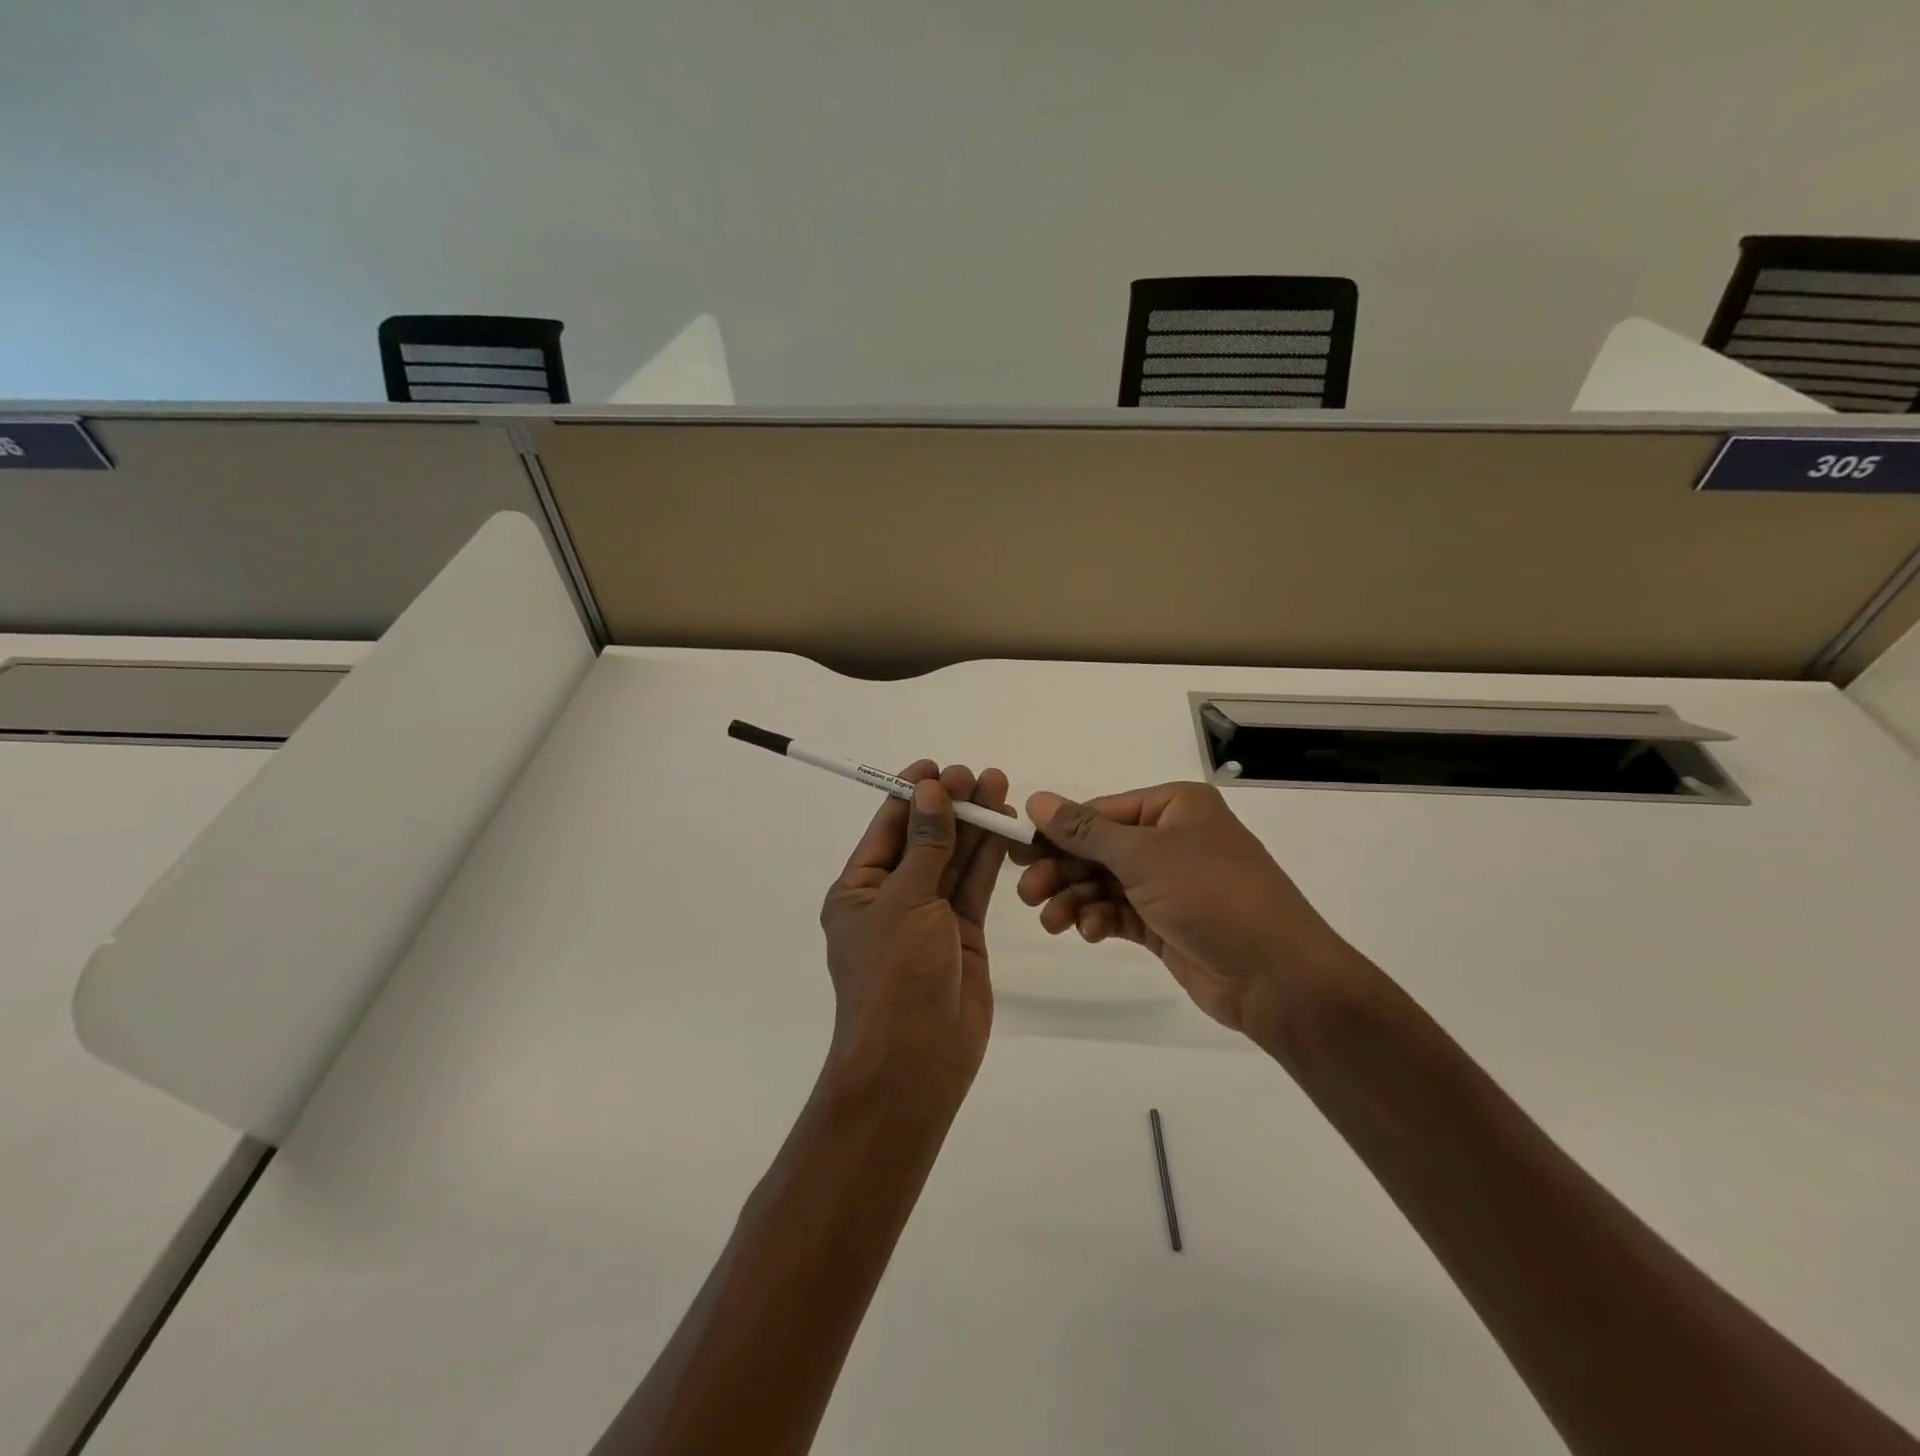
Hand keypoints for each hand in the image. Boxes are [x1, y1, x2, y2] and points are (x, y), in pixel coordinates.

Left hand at [819, 761, 1012, 1114]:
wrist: (916, 1061)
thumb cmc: (895, 975)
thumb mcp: (906, 901)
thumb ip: (926, 844)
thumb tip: (931, 790)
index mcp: (860, 889)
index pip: (888, 828)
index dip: (913, 793)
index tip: (939, 766)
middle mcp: (893, 898)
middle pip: (925, 839)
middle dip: (951, 806)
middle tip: (979, 775)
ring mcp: (930, 917)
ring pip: (954, 860)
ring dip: (974, 826)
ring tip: (998, 788)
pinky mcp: (962, 934)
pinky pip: (975, 887)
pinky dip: (989, 858)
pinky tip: (1005, 828)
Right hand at [1012, 782, 1364, 1044]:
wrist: (1278, 977)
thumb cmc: (1212, 896)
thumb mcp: (1144, 856)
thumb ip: (1085, 831)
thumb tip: (1036, 798)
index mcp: (1175, 806)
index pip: (1100, 812)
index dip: (1057, 831)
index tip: (1017, 850)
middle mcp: (1171, 838)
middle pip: (1099, 849)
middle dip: (1062, 870)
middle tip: (1027, 893)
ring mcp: (1169, 883)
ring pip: (1105, 883)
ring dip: (1075, 899)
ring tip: (1052, 922)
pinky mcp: (1166, 922)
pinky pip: (1119, 912)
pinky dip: (1099, 919)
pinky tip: (1088, 933)